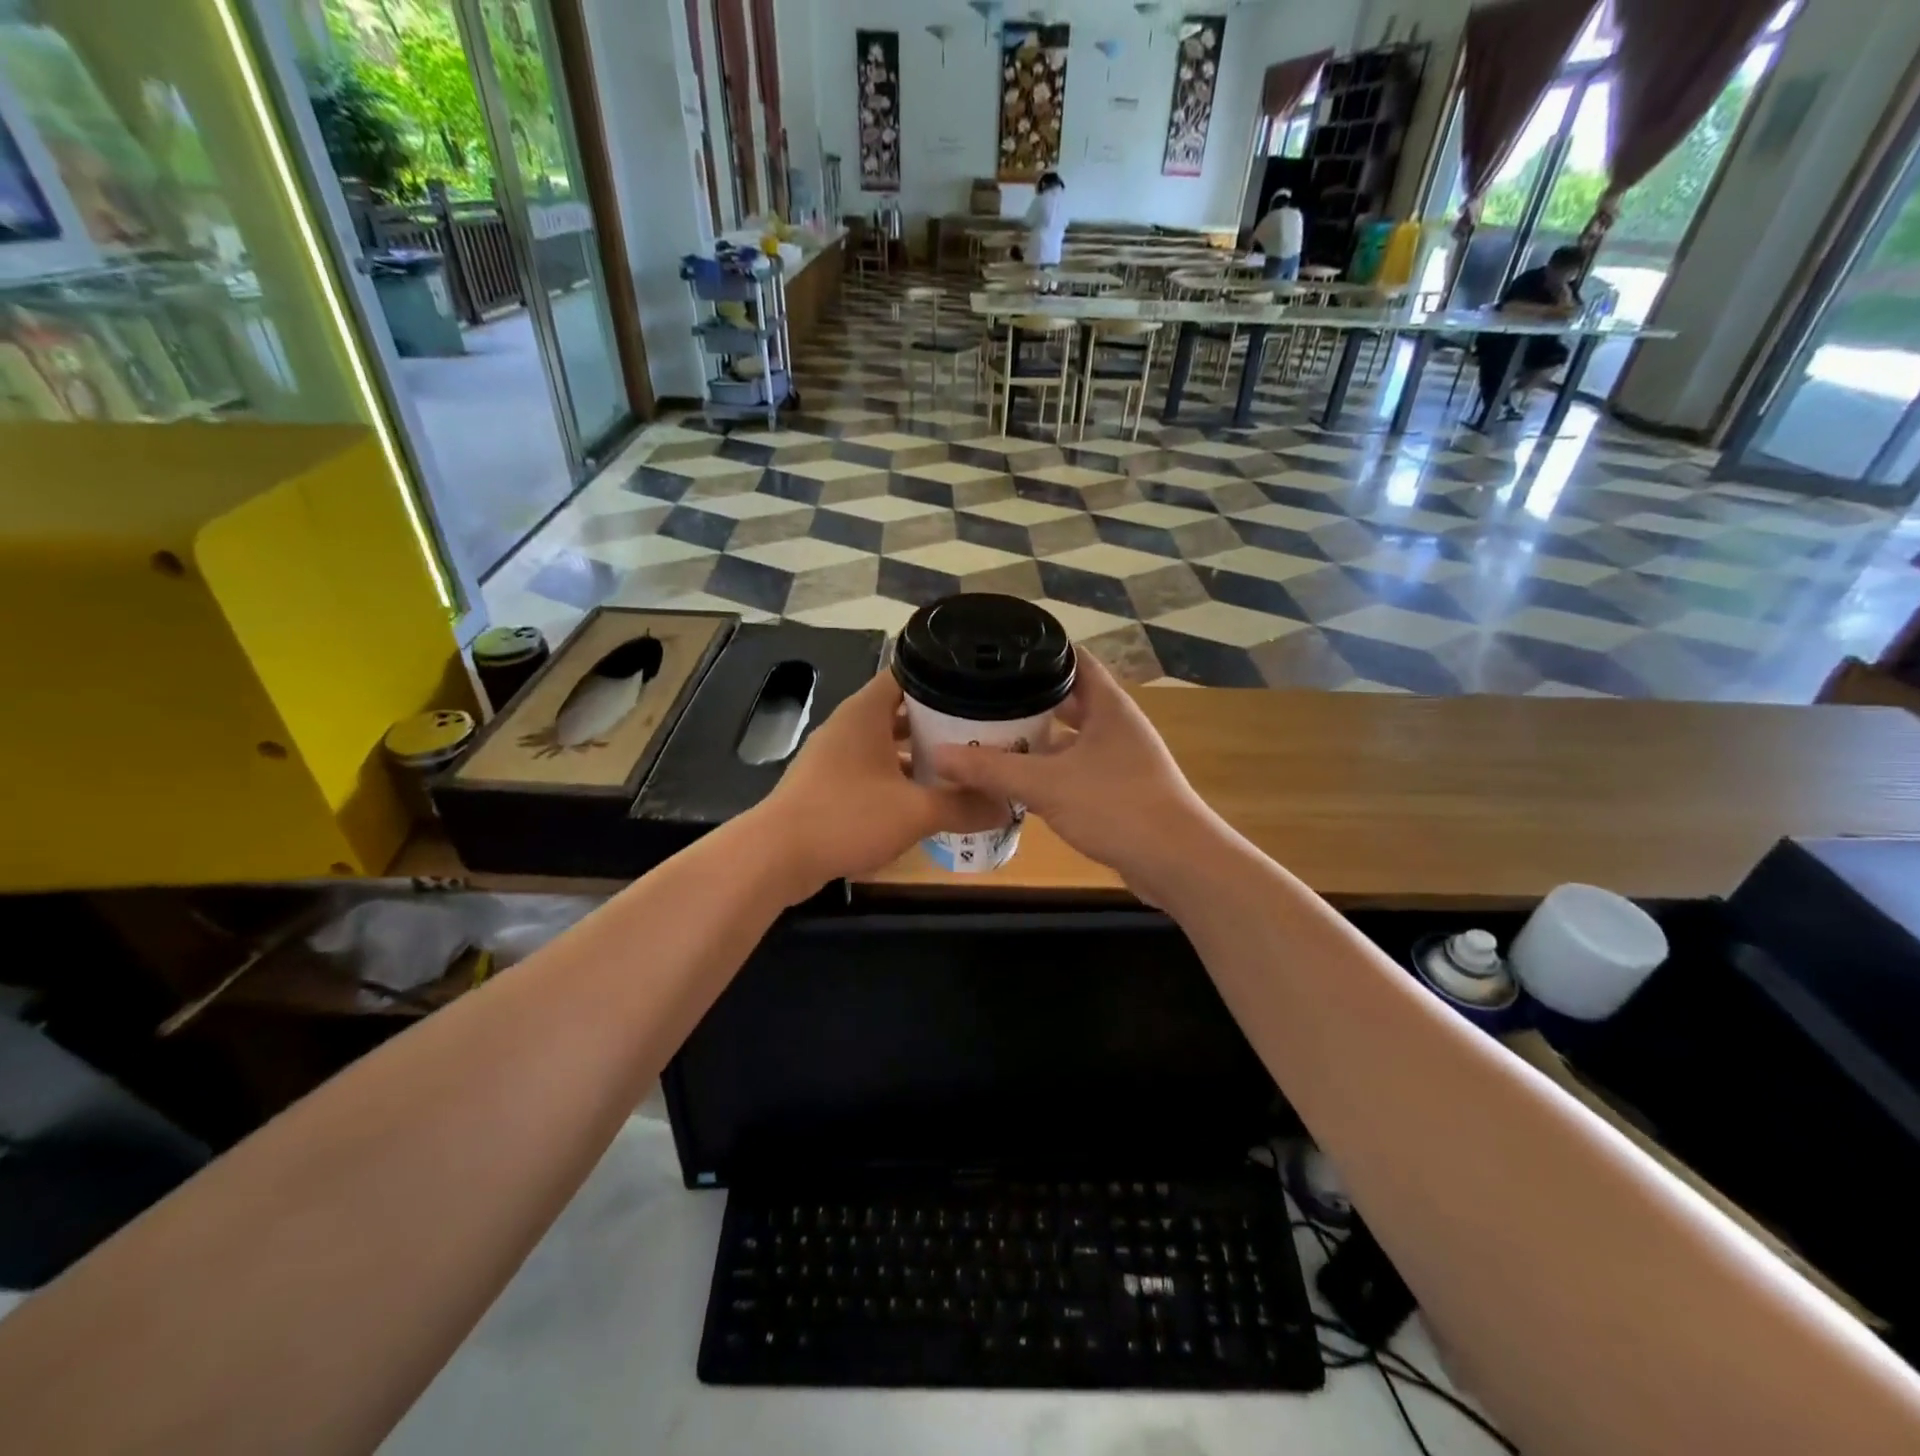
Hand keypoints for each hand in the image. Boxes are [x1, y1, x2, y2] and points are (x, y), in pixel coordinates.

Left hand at [754, 672, 1002, 900]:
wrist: (776, 857)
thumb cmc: (847, 817)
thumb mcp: (915, 812)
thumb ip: (963, 806)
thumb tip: (1007, 806)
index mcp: (865, 713)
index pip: (907, 673)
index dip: (943, 676)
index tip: (979, 688)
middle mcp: (849, 726)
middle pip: (901, 710)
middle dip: (940, 721)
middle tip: (983, 730)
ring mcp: (836, 756)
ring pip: (888, 744)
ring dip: (920, 754)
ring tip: (963, 764)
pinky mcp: (829, 785)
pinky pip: (874, 770)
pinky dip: (900, 778)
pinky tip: (927, 799)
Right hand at [927, 649, 1219, 895]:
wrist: (1176, 862)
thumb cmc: (1117, 806)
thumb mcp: (1047, 784)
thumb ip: (993, 769)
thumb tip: (939, 756)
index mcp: (1109, 706)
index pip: (1074, 660)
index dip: (1040, 652)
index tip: (999, 652)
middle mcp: (1117, 726)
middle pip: (1069, 700)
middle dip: (1028, 700)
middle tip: (982, 698)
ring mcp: (1121, 759)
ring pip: (1071, 739)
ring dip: (1037, 740)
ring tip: (991, 737)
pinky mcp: (1119, 790)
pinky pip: (1076, 770)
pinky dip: (1050, 771)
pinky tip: (1018, 782)